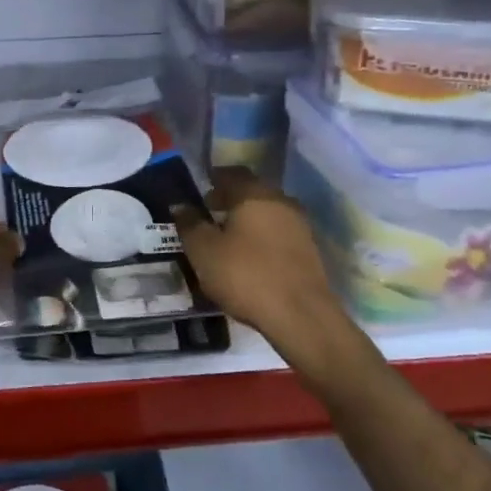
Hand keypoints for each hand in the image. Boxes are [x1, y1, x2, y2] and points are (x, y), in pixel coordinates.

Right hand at [173, 169, 348, 359]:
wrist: (301, 316)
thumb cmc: (245, 275)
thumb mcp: (203, 251)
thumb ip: (189, 224)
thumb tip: (181, 206)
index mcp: (254, 194)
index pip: (232, 173)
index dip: (215, 178)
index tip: (201, 189)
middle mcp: (281, 202)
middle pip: (252, 191)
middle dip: (230, 199)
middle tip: (210, 213)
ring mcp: (299, 226)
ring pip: (267, 213)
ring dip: (247, 219)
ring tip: (227, 238)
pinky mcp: (309, 251)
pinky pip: (279, 233)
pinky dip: (262, 237)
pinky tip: (249, 256)